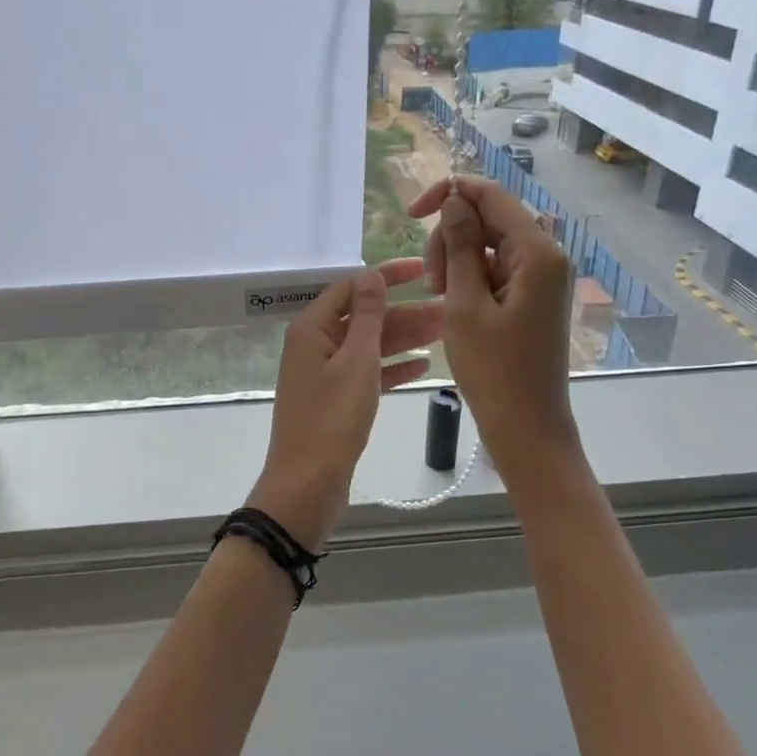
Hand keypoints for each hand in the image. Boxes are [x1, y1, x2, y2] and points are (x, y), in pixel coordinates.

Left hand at [247, 257, 443, 548]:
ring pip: (368, 346)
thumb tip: (370, 275)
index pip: (351, 287)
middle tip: (449, 310)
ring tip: (447, 333)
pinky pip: (366, 374)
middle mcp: (314, 345)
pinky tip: (425, 366)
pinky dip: (392, 368)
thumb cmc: (332, 419)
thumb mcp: (356, 361)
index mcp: (311, 328)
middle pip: (363, 317)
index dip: (386, 276)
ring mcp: (323, 374)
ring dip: (404, 339)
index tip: (424, 270)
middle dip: (405, 312)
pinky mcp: (334, 400)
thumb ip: (366, 316)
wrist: (307, 485)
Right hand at [408, 176, 581, 491]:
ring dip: (457, 260)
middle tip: (432, 283)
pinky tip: (455, 304)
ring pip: (488, 243)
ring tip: (440, 298)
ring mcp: (542, 276)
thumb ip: (460, 246)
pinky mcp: (533, 295)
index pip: (491, 195)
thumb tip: (454, 200)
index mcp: (537, 252)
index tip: (411, 214)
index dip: (449, 194)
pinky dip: (470, 278)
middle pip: (488, 218)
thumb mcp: (465, 304)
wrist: (527, 427)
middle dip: (451, 238)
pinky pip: (496, 267)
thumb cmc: (494, 370)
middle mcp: (547, 255)